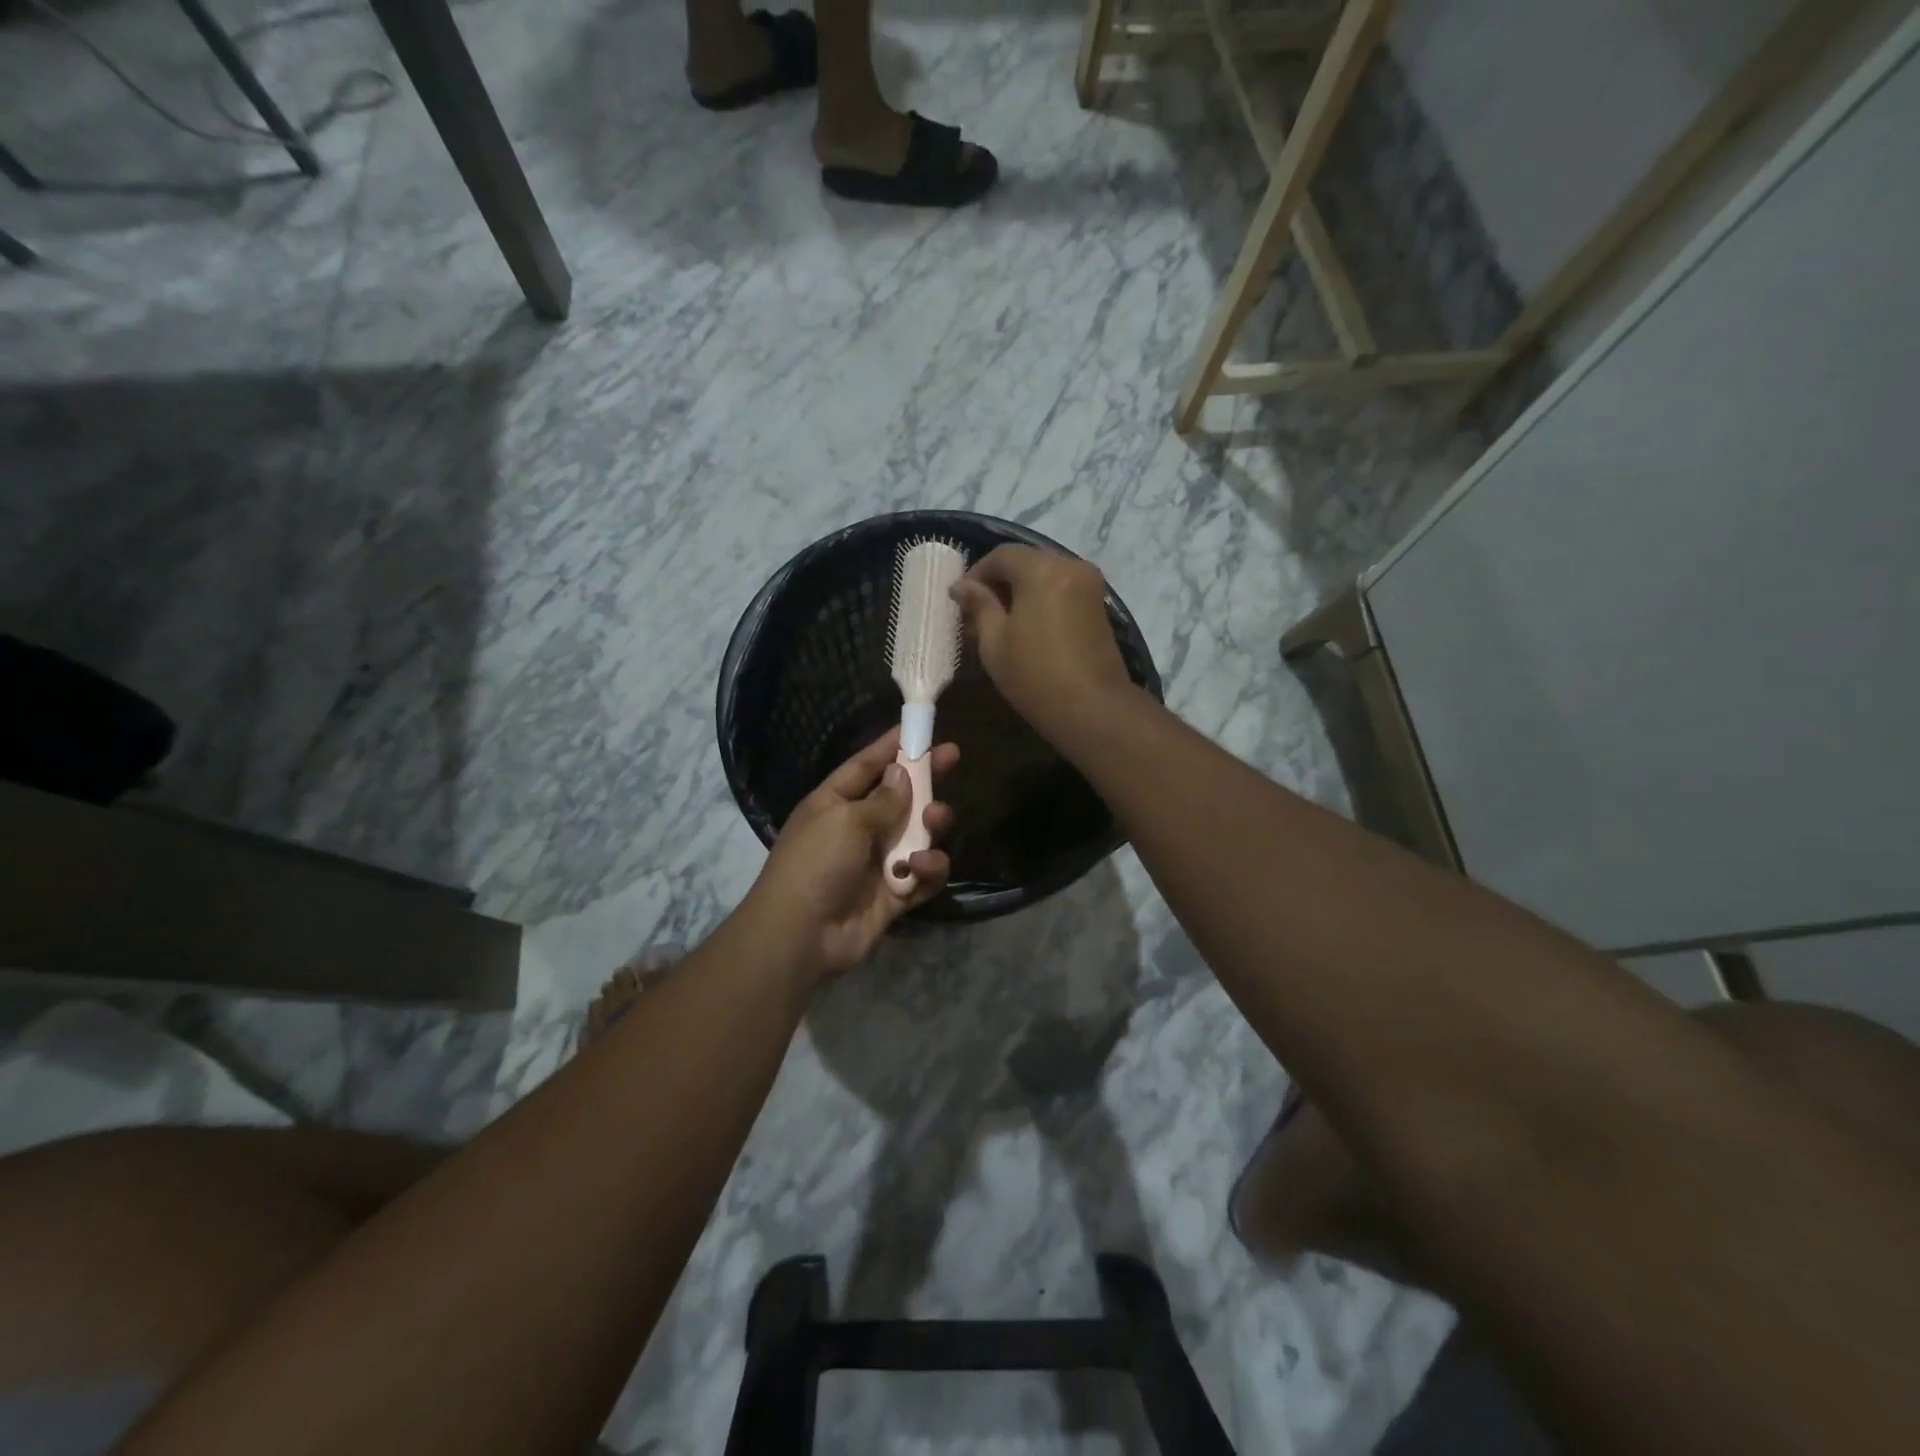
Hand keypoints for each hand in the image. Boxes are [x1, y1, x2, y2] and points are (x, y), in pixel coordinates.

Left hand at [739, 727, 957, 989]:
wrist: (801, 936)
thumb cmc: (816, 864)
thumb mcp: (845, 820)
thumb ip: (882, 799)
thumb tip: (902, 775)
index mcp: (834, 804)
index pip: (865, 766)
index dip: (890, 745)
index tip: (918, 727)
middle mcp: (857, 829)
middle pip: (900, 796)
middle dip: (926, 779)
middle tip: (953, 759)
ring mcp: (877, 862)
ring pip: (918, 834)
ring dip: (931, 825)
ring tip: (936, 820)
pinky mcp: (894, 894)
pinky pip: (923, 874)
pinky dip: (928, 869)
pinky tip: (920, 868)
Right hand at [951, 544, 1133, 743]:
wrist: (1091, 708)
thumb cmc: (1034, 674)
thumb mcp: (994, 641)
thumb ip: (979, 606)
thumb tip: (963, 586)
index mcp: (1042, 569)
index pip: (1002, 555)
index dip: (977, 573)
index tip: (961, 600)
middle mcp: (1070, 565)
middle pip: (1026, 561)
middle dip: (1000, 582)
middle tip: (978, 612)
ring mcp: (1089, 585)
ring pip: (1045, 575)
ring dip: (1021, 591)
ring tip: (1000, 622)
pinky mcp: (1098, 606)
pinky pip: (1062, 590)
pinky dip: (1041, 599)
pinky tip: (1026, 626)